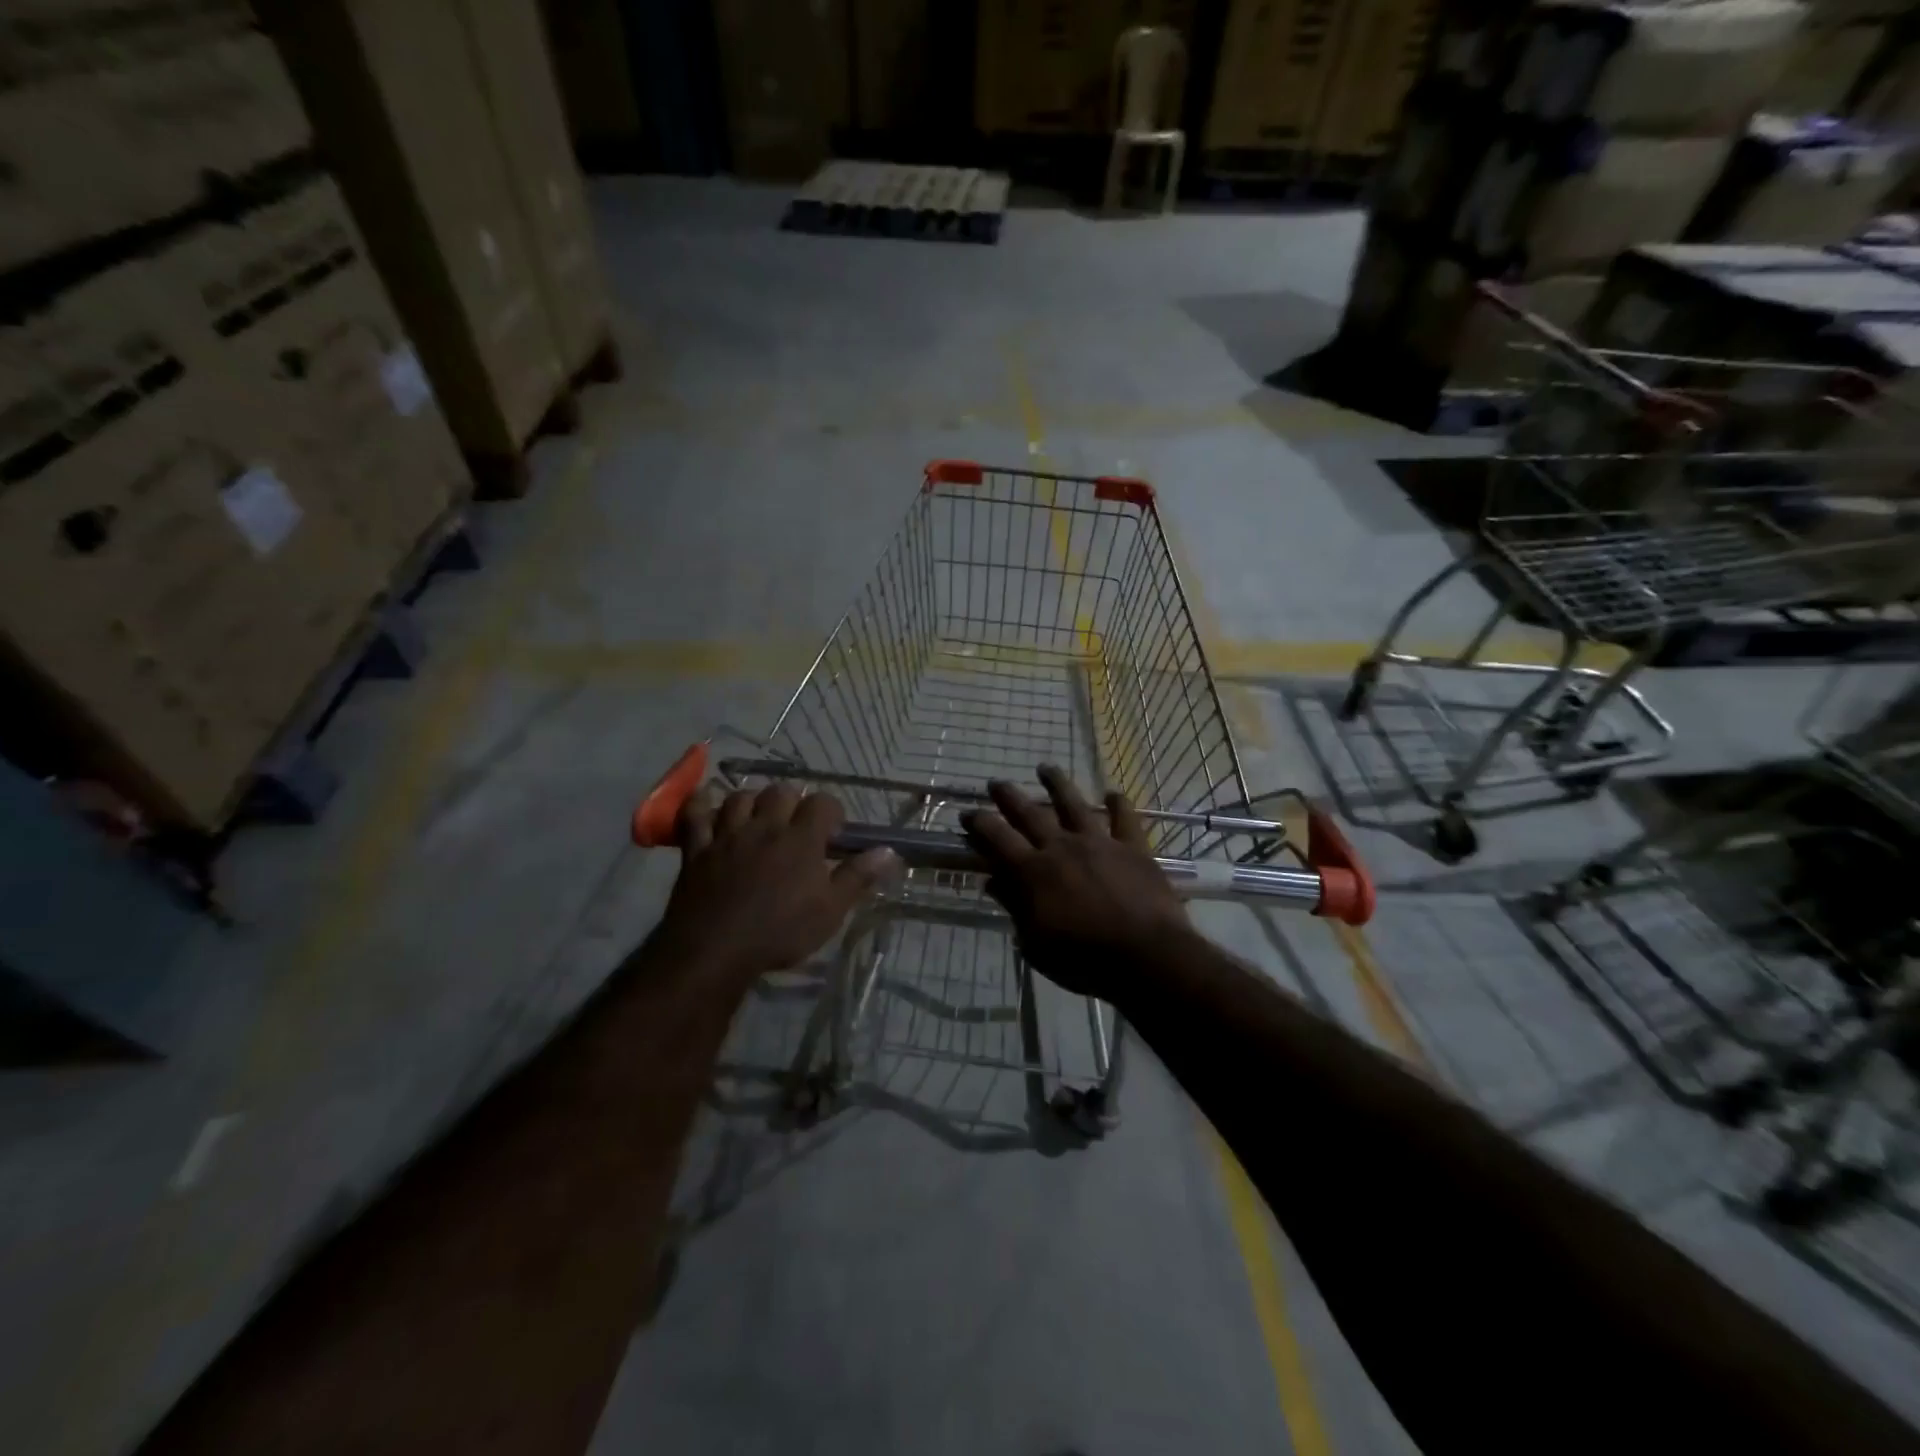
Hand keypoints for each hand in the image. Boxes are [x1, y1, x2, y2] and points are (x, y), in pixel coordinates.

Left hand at [654, 783, 895, 982]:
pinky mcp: (697, 849)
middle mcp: (765, 827)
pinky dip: (700, 804)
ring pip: (739, 797)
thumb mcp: (831, 911)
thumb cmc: (780, 932)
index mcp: (801, 839)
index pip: (822, 803)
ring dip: (751, 802)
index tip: (834, 833)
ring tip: (758, 818)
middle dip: (792, 802)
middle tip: (796, 826)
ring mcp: (727, 835)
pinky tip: (706, 799)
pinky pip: (695, 815)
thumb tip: (889, 851)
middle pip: (780, 792)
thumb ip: (858, 877)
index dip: (832, 812)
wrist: (715, 951)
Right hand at [962, 765, 1191, 996]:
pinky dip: (1118, 804)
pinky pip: (1125, 819)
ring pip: (1074, 804)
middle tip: (996, 782)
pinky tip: (1113, 793)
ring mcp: (1099, 843)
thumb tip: (992, 881)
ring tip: (1045, 767)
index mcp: (1033, 872)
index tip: (968, 811)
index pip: (997, 839)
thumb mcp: (1035, 943)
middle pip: (1030, 814)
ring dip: (1057, 784)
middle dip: (1009, 796)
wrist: (1145, 956)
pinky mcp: (1133, 848)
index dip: (980, 823)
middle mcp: (1062, 847)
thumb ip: (1015, 907)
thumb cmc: (1083, 959)